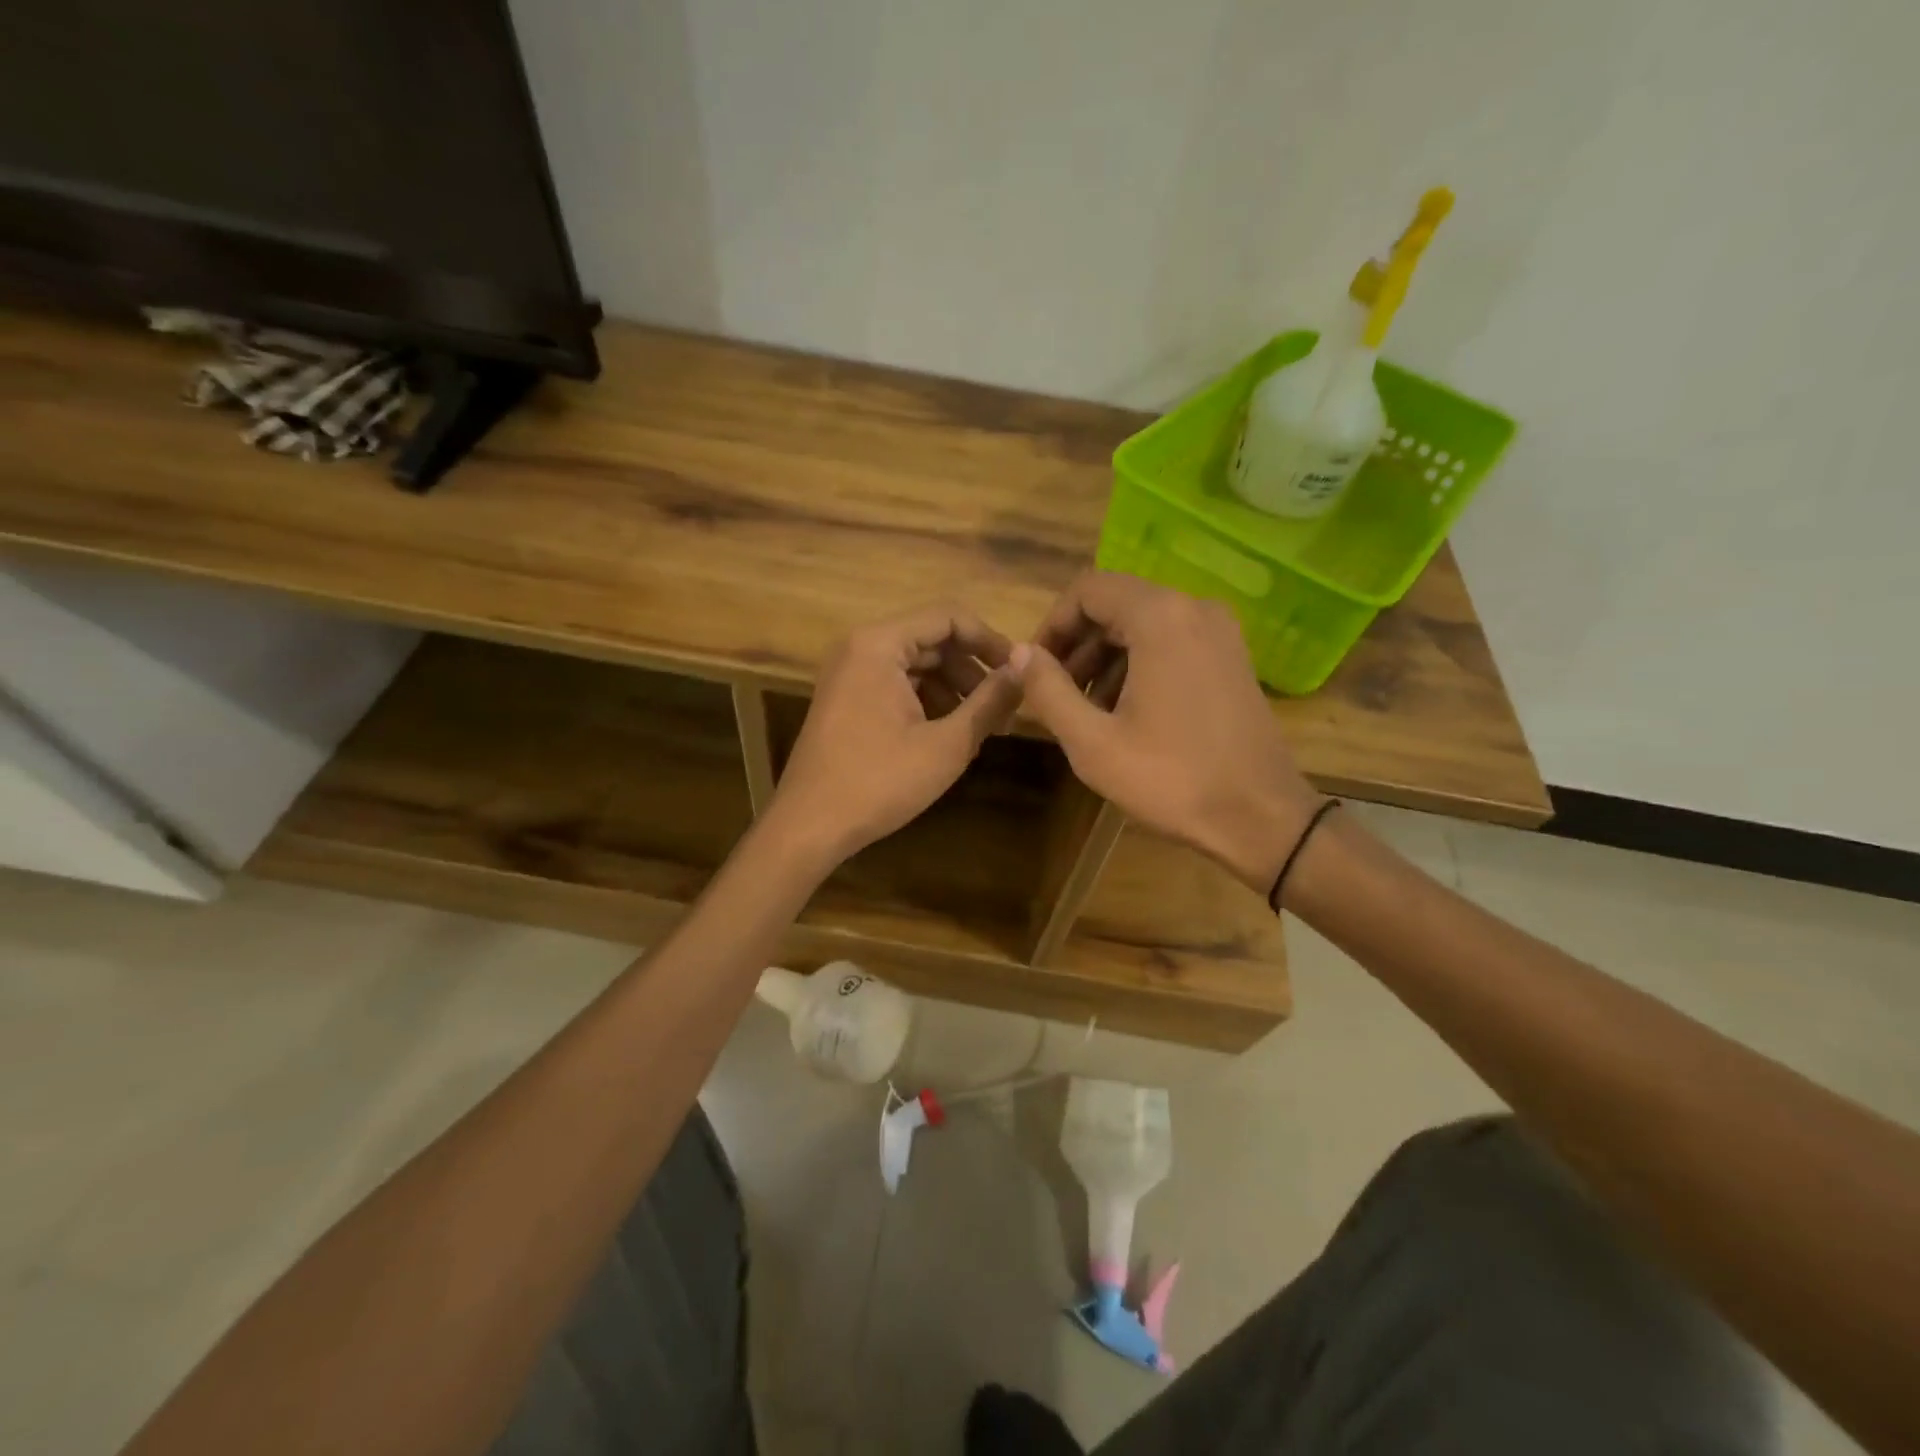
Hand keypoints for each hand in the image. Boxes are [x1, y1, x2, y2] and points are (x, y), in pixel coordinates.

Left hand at [768, 605, 1021, 867]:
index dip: (990, 640)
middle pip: (932, 640)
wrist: (810, 826)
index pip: (948, 617)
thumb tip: (1025, 669)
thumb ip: (990, 702)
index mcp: (879, 644)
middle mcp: (860, 647)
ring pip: (916, 665)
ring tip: (983, 728)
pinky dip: (927, 702)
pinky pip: (896, 685)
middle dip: (972, 671)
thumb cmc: (880, 782)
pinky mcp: (846, 699)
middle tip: (1006, 709)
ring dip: (953, 690)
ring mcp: (848, 674)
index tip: (1019, 672)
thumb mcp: (947, 744)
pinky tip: (949, 736)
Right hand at [1011, 572, 1322, 892]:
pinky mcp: (1232, 657)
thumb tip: (1019, 654)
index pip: (1088, 590)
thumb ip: (1048, 690)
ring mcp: (1220, 632)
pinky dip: (1139, 663)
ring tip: (1085, 708)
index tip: (1035, 668)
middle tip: (1055, 692)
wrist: (1261, 816)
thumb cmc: (1171, 779)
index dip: (1053, 624)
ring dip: (1106, 656)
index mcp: (1160, 618)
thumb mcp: (1092, 742)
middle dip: (1078, 643)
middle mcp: (1194, 609)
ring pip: (1144, 624)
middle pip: (1117, 603)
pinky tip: (1125, 710)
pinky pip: (1172, 641)